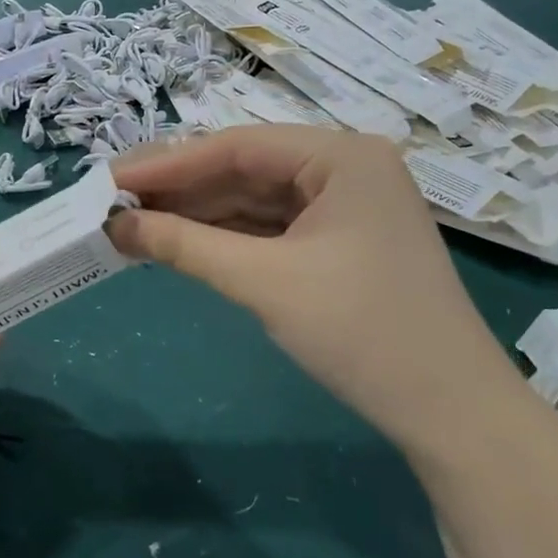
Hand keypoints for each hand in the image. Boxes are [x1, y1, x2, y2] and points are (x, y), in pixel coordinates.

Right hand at [109, 127, 530, 454]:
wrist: (449, 411)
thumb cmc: (360, 331)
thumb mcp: (263, 282)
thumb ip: (184, 245)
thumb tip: (113, 225)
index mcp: (342, 156)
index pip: (236, 146)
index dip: (167, 164)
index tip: (108, 178)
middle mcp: (346, 169)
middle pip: (244, 170)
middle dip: (179, 190)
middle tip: (112, 203)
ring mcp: (345, 207)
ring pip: (254, 201)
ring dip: (197, 215)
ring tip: (133, 224)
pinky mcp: (339, 244)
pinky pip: (270, 230)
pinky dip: (225, 239)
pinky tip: (179, 244)